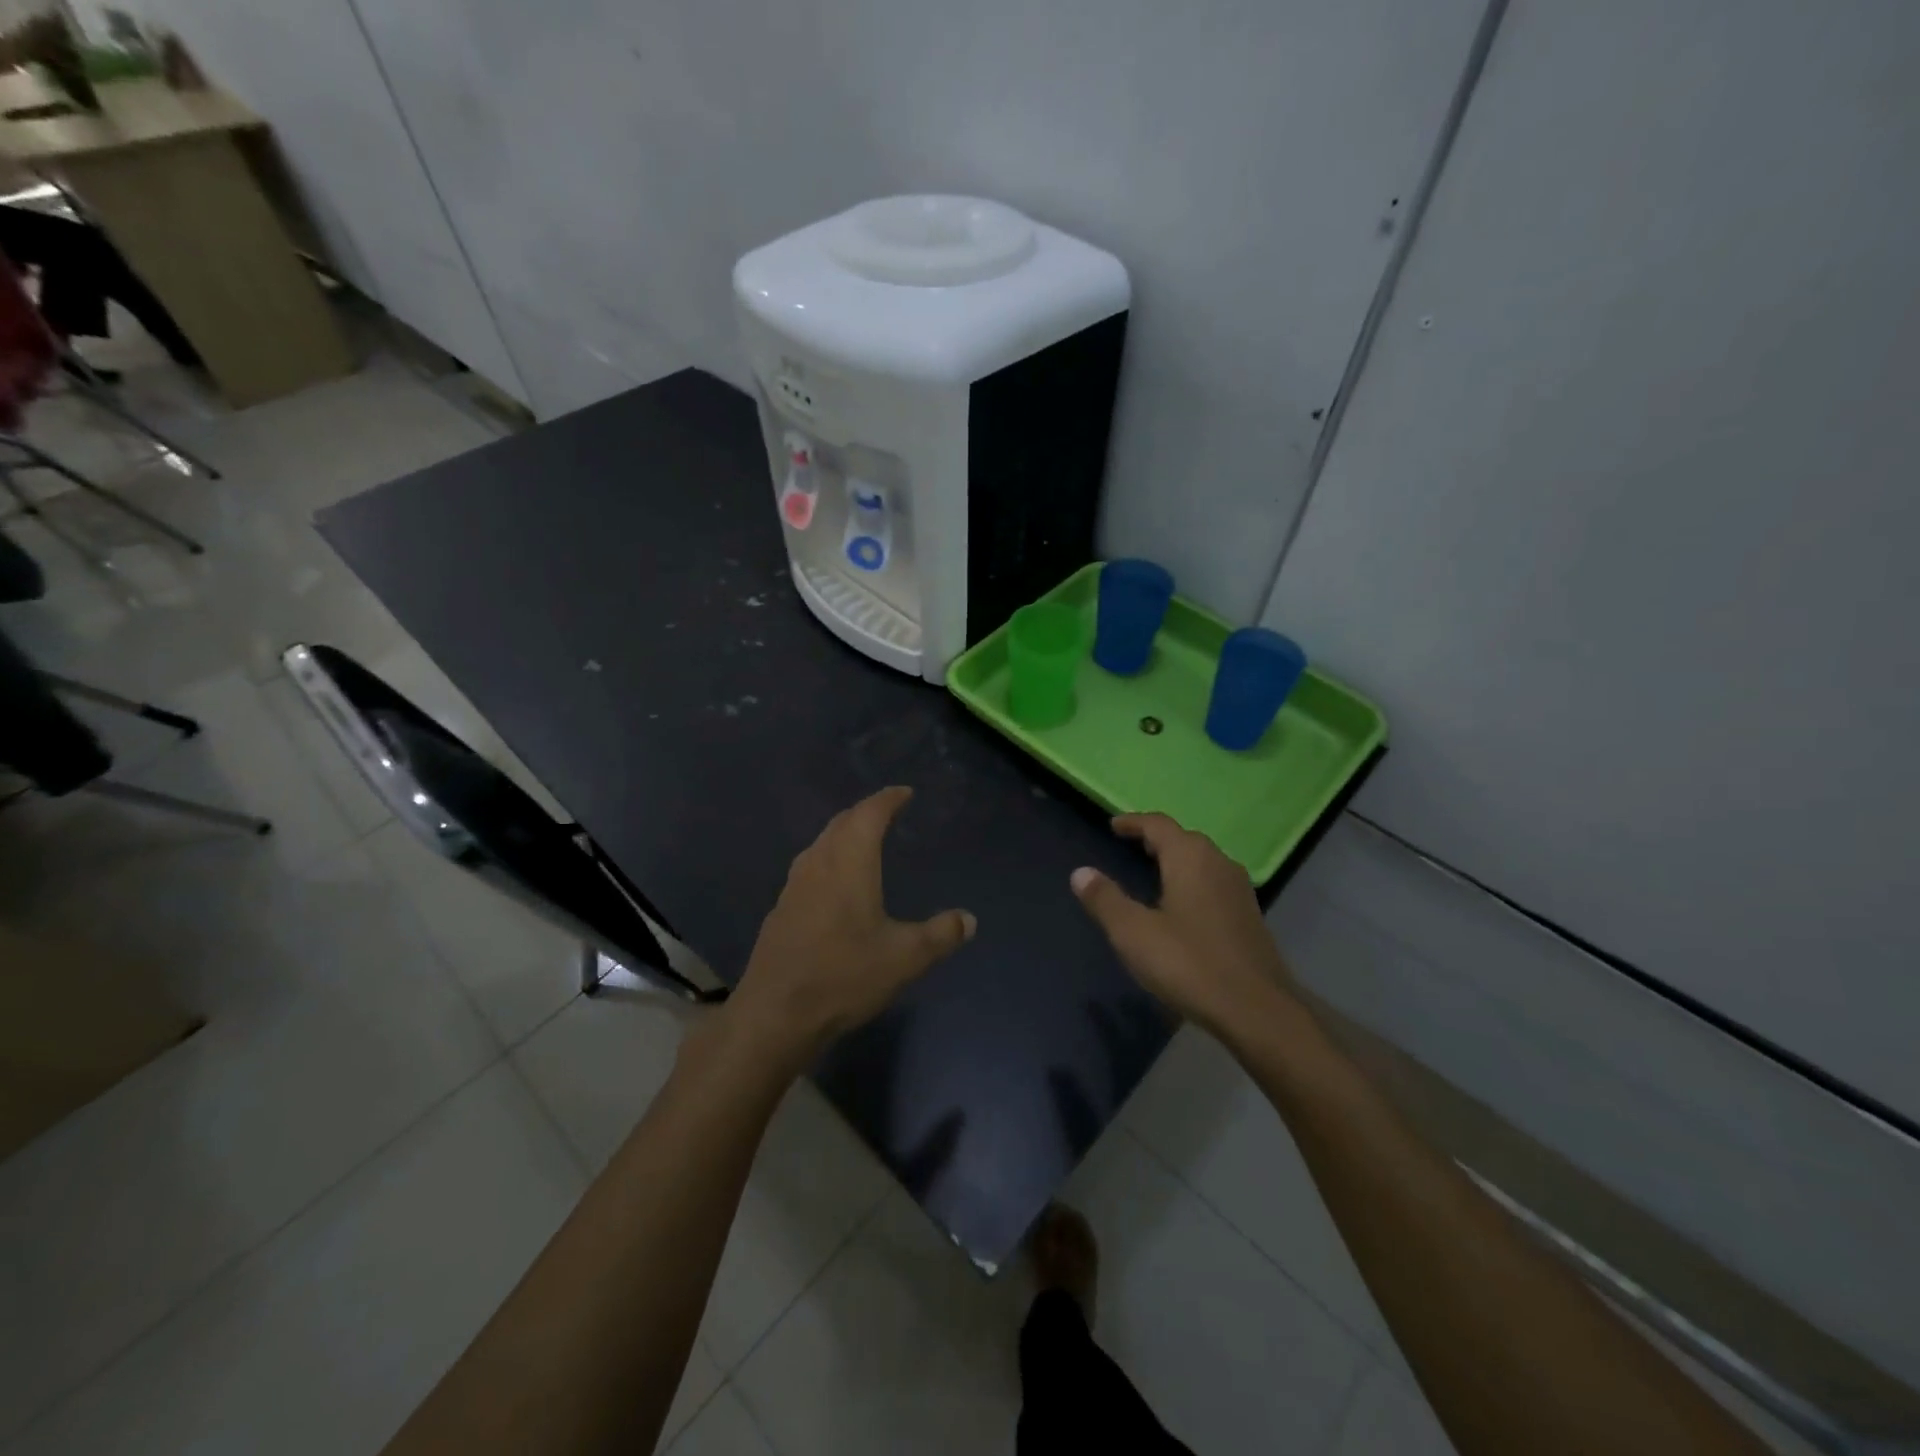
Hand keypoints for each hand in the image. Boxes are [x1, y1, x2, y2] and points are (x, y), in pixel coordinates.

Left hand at [724, 786, 974, 1065]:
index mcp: (849, 863)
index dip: (888, 799)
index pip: (869, 814)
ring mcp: (794, 886)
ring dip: (843, 834)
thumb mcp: (905, 958)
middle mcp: (818, 864)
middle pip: (840, 823)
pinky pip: (809, 868)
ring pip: (820, 844)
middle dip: (865, 812)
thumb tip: (969, 919)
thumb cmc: (844, 976)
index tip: (904, 792)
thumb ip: (941, 935)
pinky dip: (828, 859)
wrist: (775, 1014)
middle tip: (886, 812)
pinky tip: (834, 884)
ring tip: (862, 841)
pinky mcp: (781, 910)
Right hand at [1071, 813, 1293, 1034]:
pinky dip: (1192, 882)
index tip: (1113, 826)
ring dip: (1176, 861)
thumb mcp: (1133, 933)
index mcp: (1190, 858)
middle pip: (1184, 839)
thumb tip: (1080, 872)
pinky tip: (1182, 906)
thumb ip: (1105, 899)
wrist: (1258, 1009)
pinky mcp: (1249, 916)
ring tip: (1153, 873)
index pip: (1158, 825)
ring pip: (1202, 861)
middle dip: (1156, 840)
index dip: (1133, 822)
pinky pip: (1213, 883)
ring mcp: (1239, 890)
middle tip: (1130, 847)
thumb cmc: (1189, 963)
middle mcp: (1219, 863)